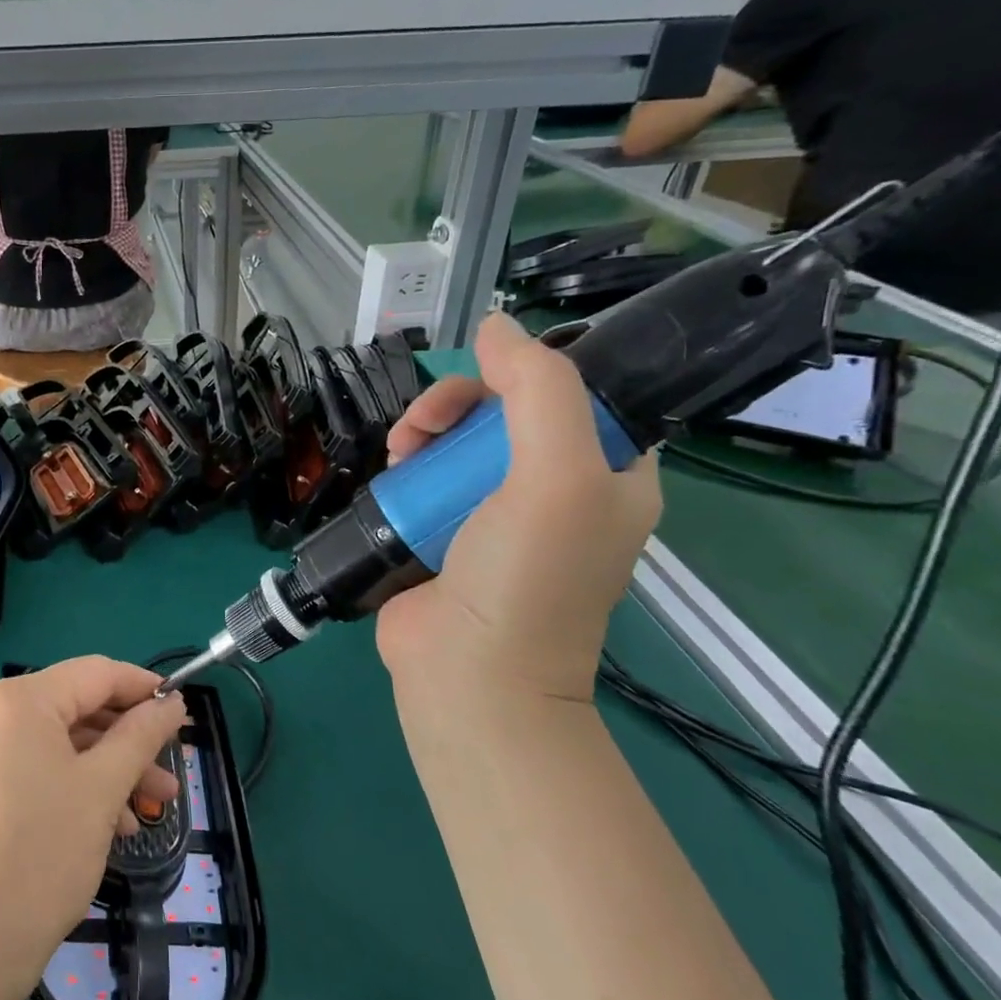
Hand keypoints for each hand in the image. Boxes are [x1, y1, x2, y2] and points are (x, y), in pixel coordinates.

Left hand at [0, 658, 187, 984]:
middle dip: (128, 741)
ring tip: (150, 808)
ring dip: (106, 768)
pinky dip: (73, 783)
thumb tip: (172, 702)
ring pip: (58, 741)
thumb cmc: (43, 854)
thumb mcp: (103, 787)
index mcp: (15, 698)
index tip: (181, 710)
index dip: (143, 688)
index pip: (94, 674)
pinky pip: (34, 764)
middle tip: (170, 772)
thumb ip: (142, 734)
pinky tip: (110, 823)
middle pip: (76, 708)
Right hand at [376, 312, 660, 704]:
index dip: (526, 374)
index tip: (483, 382)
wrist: (468, 674)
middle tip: (423, 426)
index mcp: (608, 473)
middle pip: (504, 411)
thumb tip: (496, 325)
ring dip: (426, 431)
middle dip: (459, 405)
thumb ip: (539, 391)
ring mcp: (496, 512)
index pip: (575, 392)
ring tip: (400, 452)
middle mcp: (556, 489)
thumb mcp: (555, 476)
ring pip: (458, 439)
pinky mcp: (446, 530)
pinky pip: (428, 474)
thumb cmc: (525, 577)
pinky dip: (409, 464)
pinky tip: (392, 471)